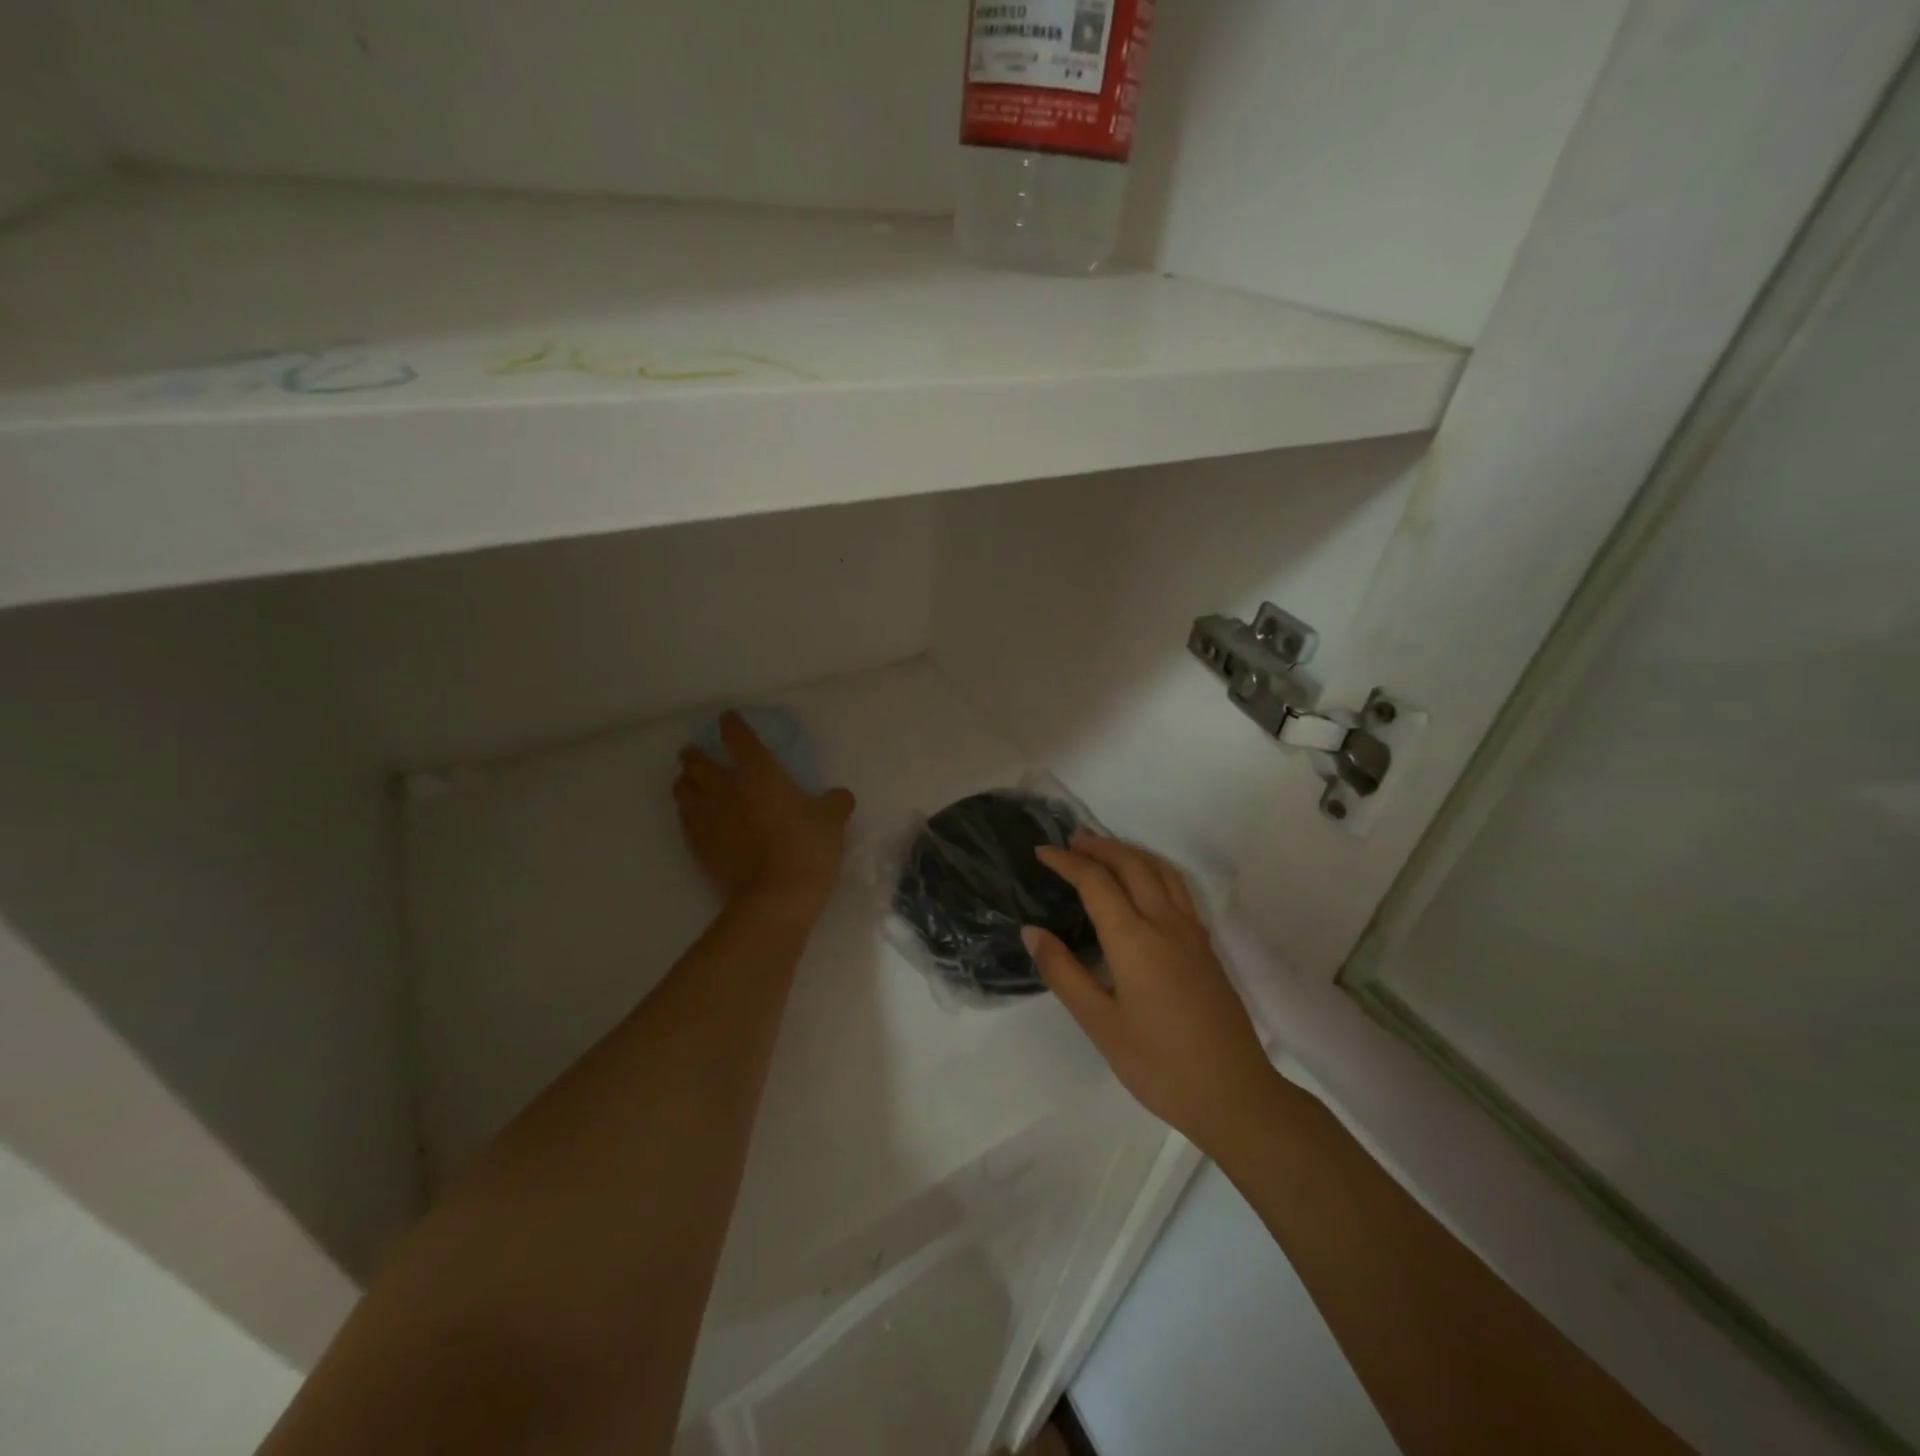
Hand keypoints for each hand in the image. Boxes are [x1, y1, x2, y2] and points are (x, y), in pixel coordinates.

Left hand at [673, 713, 855, 919]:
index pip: (737, 736)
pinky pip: (684, 820)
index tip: (729, 720)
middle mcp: (724, 786)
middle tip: (702, 754)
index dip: (732, 725)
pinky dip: (689, 813)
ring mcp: (706, 817)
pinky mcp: (698, 845)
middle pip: (696, 760)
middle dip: (696, 754)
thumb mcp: (832, 820)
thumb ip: (835, 802)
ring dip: (687, 782)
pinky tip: (699, 818)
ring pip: (682, 789)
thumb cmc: (807, 848)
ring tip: (694, 784)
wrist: (775, 897)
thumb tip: (839, 796)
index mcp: (758, 770)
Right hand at [1025, 833, 1278, 1152]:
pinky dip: (1152, 870)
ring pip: (1160, 871)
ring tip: (1104, 852)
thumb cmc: (1158, 1064)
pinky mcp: (1206, 946)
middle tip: (1070, 841)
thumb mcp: (1099, 1024)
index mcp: (1134, 939)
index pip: (1096, 882)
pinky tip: (1144, 886)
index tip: (1042, 853)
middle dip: (1099, 847)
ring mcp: (1192, 932)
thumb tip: (1032, 931)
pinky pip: (1177, 888)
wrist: (1234, 1094)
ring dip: (1129, 853)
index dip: (1067, 862)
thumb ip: (1063, 972)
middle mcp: (1166, 923)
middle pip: (1132, 864)